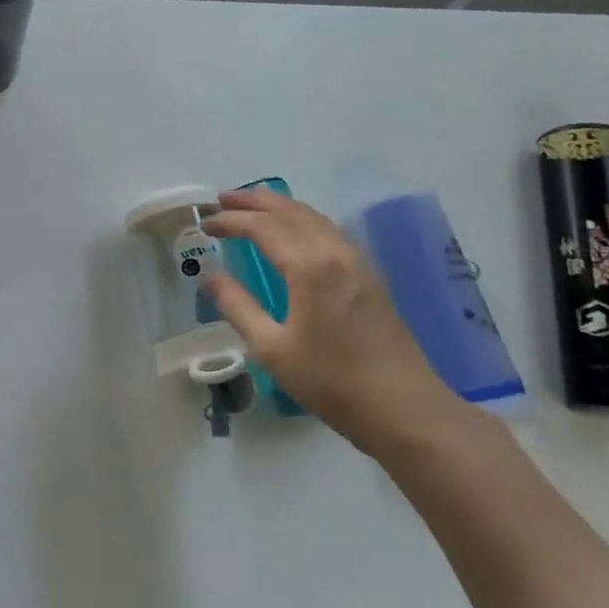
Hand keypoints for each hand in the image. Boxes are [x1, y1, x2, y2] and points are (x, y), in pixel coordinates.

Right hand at [202, 188, 457, 453]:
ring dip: (279, 206)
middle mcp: (334, 252)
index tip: (205, 223)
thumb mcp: (272, 349)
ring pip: (313, 216)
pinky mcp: (369, 274)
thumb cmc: (331, 381)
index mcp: (309, 267)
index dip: (230, 220)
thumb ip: (238, 307)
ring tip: (252, 204)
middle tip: (222, 199)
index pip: (262, 227)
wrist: (404, 408)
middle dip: (253, 201)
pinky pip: (328, 229)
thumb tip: (212, 276)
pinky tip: (293, 230)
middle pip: (290, 211)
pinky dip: (301, 218)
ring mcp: (357, 260)